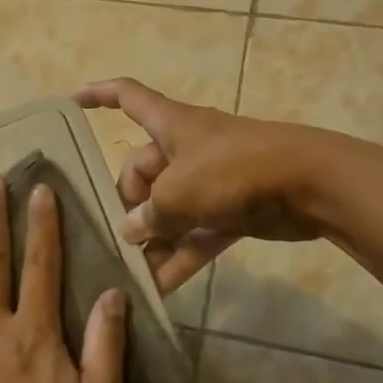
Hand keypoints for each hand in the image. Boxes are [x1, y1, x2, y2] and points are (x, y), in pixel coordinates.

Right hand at [76, 77, 327, 292]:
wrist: (311, 184)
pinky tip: (161, 288)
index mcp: (171, 125)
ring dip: (154, 239)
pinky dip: (181, 256)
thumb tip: (132, 231)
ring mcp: (211, 180)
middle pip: (143, 171)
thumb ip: (149, 214)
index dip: (98, 95)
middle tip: (122, 239)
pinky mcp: (232, 210)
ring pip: (170, 209)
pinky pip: (196, 233)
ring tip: (132, 272)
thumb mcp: (179, 191)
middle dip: (130, 205)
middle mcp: (187, 149)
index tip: (72, 103)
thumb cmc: (234, 170)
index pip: (127, 97)